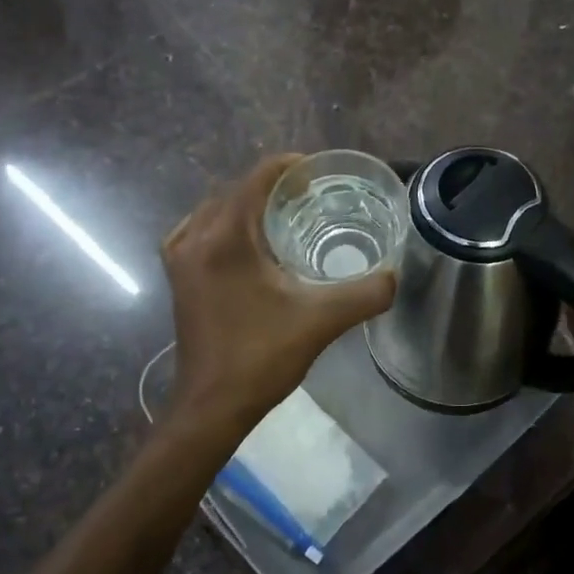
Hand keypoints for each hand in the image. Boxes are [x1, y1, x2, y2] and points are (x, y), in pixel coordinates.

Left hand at [162, 155, 395, 436]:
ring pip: (216, 210)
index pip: (257, 179)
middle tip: (311, 197)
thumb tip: (395, 276)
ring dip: (248, 205)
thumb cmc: (261, 357)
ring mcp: (180, 258)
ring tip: (285, 215)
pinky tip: (248, 242)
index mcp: (225, 237)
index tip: (320, 175)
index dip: (289, 167)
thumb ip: (365, 293)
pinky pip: (200, 231)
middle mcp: (196, 238)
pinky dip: (225, 224)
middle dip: (273, 186)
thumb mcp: (321, 321)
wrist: (211, 405)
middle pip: (236, 190)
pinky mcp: (178, 277)